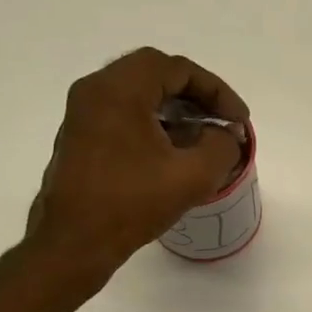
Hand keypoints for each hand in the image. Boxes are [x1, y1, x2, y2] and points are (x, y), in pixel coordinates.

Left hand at [23, 48, 250, 282]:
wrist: (74, 243)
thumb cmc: (131, 204)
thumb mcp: (193, 175)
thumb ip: (221, 145)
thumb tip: (222, 135)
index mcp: (119, 90)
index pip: (177, 68)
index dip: (216, 91)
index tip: (238, 121)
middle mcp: (95, 91)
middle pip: (155, 73)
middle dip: (196, 95)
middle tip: (222, 121)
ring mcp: (83, 114)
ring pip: (139, 94)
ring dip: (176, 109)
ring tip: (204, 137)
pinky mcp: (80, 137)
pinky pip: (124, 114)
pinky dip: (154, 122)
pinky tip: (174, 152)